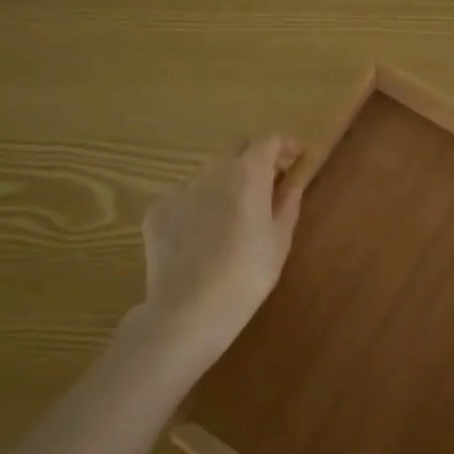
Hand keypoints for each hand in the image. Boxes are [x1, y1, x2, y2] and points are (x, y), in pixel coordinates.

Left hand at [136, 136, 304, 366]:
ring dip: (225, 182)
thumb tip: (291, 185)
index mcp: (247, 174)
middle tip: (268, 183)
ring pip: (208, 173)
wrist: (187, 311)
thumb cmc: (246, 276)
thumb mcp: (279, 242)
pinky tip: (202, 236)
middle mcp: (212, 171)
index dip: (284, 146)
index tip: (296, 159)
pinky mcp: (157, 211)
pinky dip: (198, 205)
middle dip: (255, 158)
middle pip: (236, 149)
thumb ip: (287, 205)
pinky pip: (184, 198)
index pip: (268, 142)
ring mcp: (179, 189)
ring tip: (233, 214)